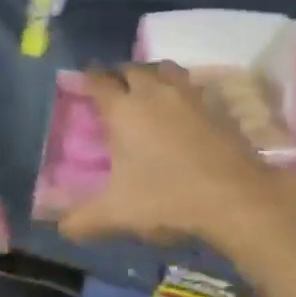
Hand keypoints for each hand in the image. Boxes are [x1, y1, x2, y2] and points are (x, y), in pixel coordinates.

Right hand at [58, 63, 292, 245]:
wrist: (235, 198)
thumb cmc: (166, 199)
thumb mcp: (115, 215)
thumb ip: (81, 220)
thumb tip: (60, 228)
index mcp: (123, 110)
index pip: (99, 81)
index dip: (87, 79)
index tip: (81, 82)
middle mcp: (154, 92)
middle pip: (132, 69)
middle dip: (118, 75)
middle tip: (112, 90)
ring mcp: (190, 96)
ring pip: (165, 70)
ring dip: (151, 75)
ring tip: (147, 91)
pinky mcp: (218, 107)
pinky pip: (192, 86)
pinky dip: (181, 91)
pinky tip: (181, 110)